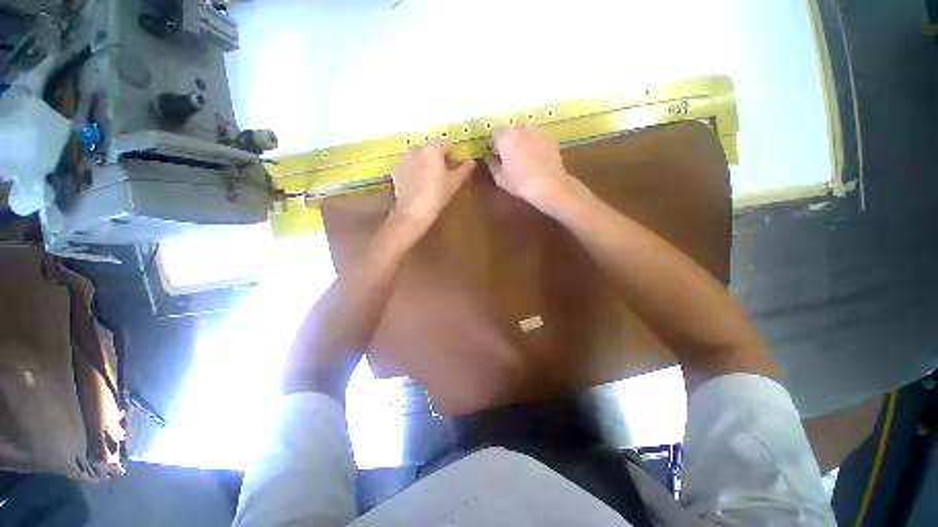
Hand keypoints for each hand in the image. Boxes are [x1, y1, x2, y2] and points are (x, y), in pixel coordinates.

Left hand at [392, 143, 475, 224]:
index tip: (457, 169)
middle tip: (445, 175)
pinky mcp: (396, 170)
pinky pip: (410, 166)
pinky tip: (420, 184)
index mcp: (432, 149)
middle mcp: (416, 149)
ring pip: (420, 157)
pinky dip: (416, 171)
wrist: (413, 212)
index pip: (447, 147)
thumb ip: (464, 170)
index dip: (454, 157)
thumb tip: (472, 162)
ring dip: (427, 164)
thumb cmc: (437, 195)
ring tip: (432, 180)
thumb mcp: (454, 182)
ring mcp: (404, 159)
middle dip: (439, 160)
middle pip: (432, 151)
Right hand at [486, 127, 576, 208]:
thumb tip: (490, 157)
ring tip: (526, 158)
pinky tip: (538, 159)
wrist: (548, 185)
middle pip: (511, 131)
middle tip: (511, 157)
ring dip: (523, 141)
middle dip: (509, 141)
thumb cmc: (520, 183)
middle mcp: (521, 129)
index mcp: (505, 138)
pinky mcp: (550, 137)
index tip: (498, 157)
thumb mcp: (500, 178)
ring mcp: (537, 132)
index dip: (495, 145)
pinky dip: (535, 145)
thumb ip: (491, 164)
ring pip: (525, 133)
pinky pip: (538, 138)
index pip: (495, 134)